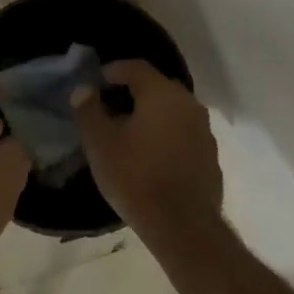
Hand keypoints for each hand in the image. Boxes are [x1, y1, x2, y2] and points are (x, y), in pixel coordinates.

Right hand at [71, 60, 222, 237]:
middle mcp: (188, 104)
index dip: (113, 70)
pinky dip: (165, 134)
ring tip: (127, 132)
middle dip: (132, 92)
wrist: (182, 226)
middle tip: (108, 106)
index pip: (136, 67)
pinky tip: (150, 155)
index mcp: (162, 94)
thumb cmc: (136, 178)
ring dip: (150, 114)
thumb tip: (84, 89)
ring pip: (172, 111)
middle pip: (157, 86)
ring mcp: (204, 130)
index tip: (96, 82)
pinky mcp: (209, 155)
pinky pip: (183, 133)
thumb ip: (89, 111)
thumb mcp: (101, 144)